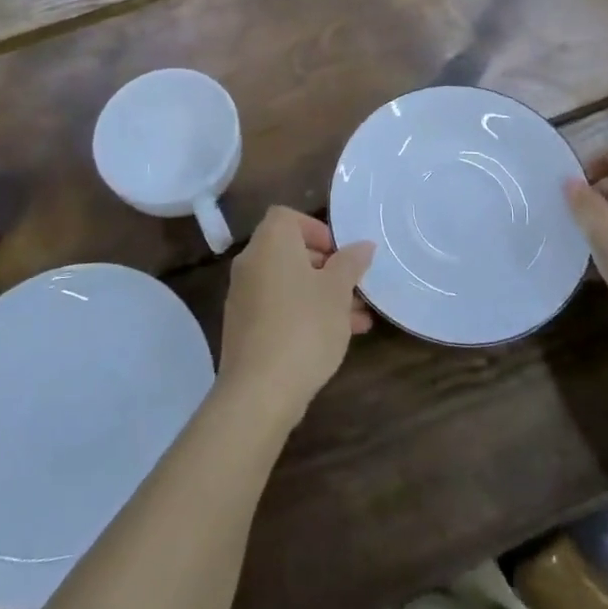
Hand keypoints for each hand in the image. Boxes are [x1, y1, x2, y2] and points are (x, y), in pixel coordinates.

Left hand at [217, 207, 373, 425]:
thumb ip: (351, 263)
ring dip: (320, 293)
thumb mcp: (337, 292)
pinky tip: (335, 337)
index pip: (287, 217)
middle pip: (289, 250)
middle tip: (353, 286)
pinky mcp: (244, 327)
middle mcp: (251, 263)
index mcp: (270, 243)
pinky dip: (303, 312)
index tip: (340, 253)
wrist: (259, 391)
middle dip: (326, 266)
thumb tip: (363, 245)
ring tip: (358, 318)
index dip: (316, 229)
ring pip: (288, 282)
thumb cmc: (304, 327)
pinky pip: (278, 307)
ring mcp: (243, 296)